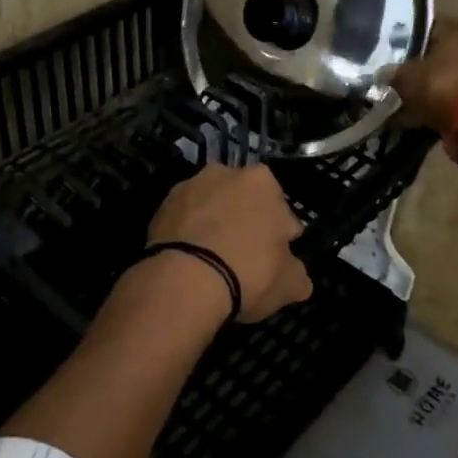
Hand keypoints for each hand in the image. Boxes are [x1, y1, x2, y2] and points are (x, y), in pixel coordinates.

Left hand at [147, 163, 312, 323]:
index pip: (281, 209)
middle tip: (245, 258)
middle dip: (245, 222)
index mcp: (262, 181)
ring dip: (214, 226)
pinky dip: (189, 235)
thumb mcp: (290, 284)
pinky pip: (184, 221)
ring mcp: (188, 187)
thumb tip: (296, 275)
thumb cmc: (248, 273)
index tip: (275, 257)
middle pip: (243, 201)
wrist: (183, 280)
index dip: (281, 235)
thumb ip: (297, 273)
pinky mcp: (161, 207)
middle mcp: (224, 173)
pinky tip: (191, 261)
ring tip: (214, 261)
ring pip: (211, 208)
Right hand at [390, 18, 457, 132]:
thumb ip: (393, 72)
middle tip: (399, 81)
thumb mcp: (406, 76)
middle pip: (442, 54)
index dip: (407, 41)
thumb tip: (384, 73)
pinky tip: (424, 118)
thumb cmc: (442, 86)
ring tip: (409, 104)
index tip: (392, 56)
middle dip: (421, 68)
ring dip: (433, 90)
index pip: (429, 28)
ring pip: (451, 78)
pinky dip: (444, 106)